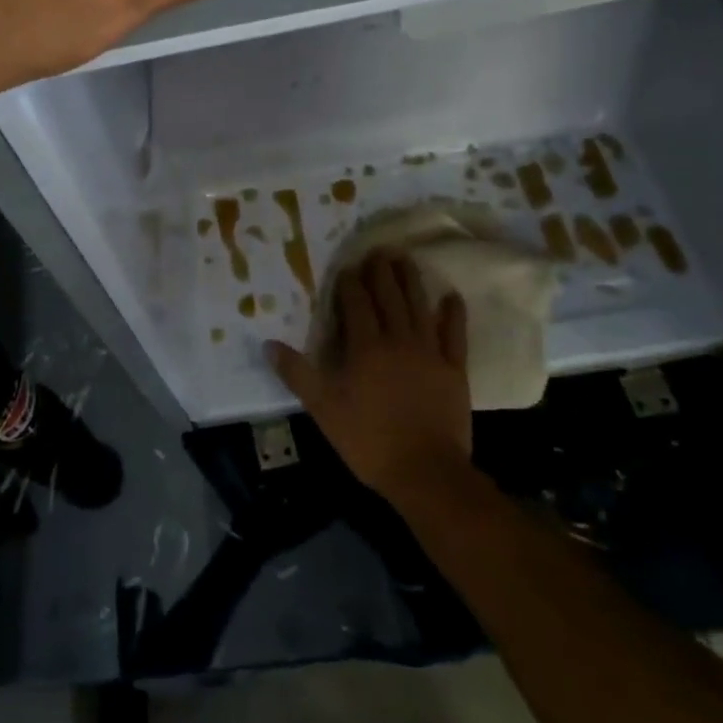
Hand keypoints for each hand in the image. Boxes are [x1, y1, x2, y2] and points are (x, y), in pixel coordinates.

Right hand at [269, 253, 472, 505]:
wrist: (426, 472)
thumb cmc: (368, 439)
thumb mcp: (323, 408)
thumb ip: (297, 373)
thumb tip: (268, 344)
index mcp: (365, 346)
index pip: (356, 303)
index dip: (350, 283)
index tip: (347, 267)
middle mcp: (397, 339)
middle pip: (388, 297)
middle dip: (381, 272)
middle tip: (378, 251)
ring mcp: (429, 352)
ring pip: (418, 306)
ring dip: (411, 281)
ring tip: (405, 259)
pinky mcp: (454, 370)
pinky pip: (454, 335)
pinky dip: (453, 314)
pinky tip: (452, 296)